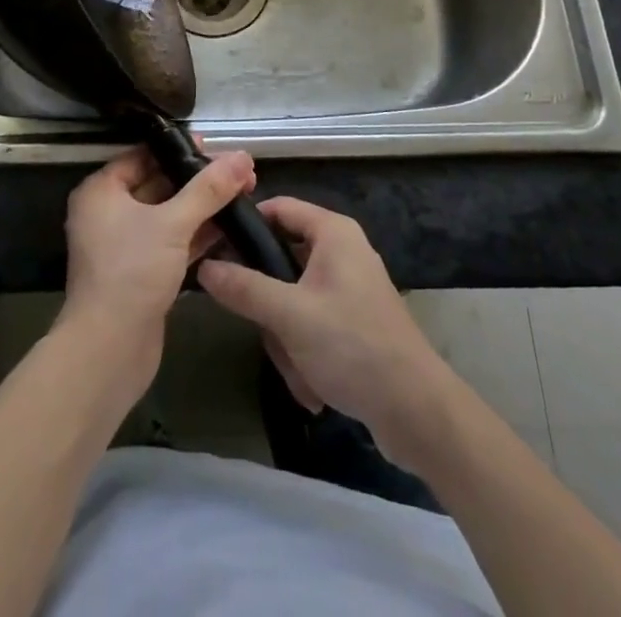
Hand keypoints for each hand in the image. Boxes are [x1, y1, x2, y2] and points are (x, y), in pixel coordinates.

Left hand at [58, 145, 256, 401]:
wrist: (110, 349)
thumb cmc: (132, 272)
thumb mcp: (173, 223)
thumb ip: (209, 189)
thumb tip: (242, 156)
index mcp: (101, 192)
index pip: (142, 155)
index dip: (179, 150)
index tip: (215, 147)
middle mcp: (108, 213)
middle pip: (157, 184)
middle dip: (197, 180)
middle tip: (238, 173)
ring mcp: (124, 245)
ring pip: (167, 215)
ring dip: (201, 208)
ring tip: (243, 195)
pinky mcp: (140, 273)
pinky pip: (171, 242)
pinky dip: (196, 235)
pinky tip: (229, 229)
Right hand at [197, 198, 458, 465]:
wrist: (417, 412)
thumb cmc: (352, 346)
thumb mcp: (289, 315)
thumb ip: (243, 287)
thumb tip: (203, 265)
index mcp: (333, 232)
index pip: (278, 207)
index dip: (246, 224)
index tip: (214, 247)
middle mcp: (342, 251)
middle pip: (282, 259)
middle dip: (269, 304)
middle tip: (262, 327)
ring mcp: (350, 288)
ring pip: (293, 299)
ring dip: (287, 337)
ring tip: (297, 368)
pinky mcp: (354, 321)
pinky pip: (312, 324)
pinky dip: (305, 351)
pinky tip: (312, 385)